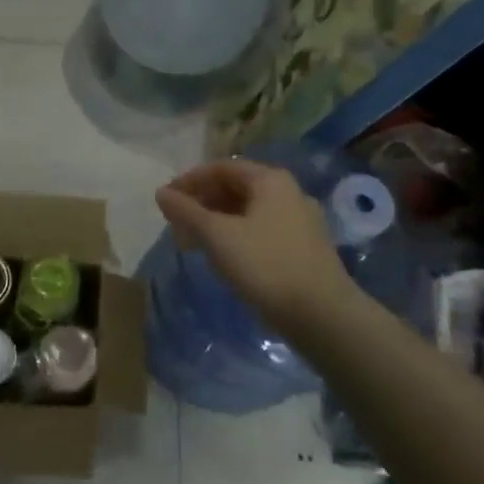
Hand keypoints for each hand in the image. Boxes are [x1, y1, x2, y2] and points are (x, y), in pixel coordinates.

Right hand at [155, 159, 361, 332]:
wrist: (322, 315)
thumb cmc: (266, 265)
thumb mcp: (218, 236)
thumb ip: (186, 211)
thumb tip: (161, 193)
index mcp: (270, 180)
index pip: (221, 168)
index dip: (189, 181)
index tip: (166, 201)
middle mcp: (289, 192)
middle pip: (235, 187)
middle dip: (202, 202)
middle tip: (176, 224)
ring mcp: (300, 221)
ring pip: (248, 211)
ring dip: (216, 221)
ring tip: (194, 243)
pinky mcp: (303, 247)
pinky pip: (261, 230)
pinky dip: (236, 236)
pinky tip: (223, 257)